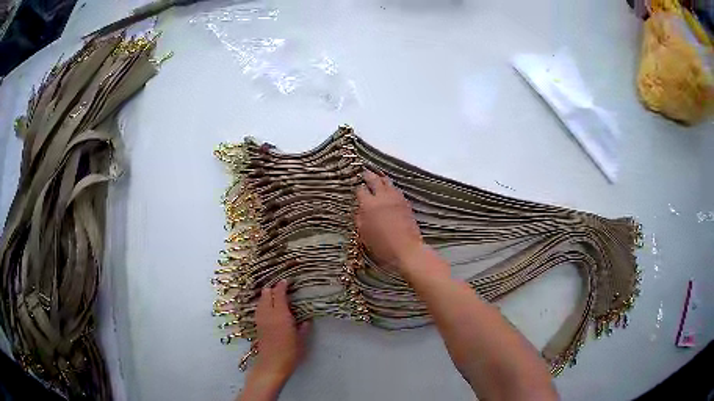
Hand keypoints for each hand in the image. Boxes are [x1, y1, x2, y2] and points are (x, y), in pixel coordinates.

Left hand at [242, 281, 310, 398]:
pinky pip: (259, 308)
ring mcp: (260, 319)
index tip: (288, 281)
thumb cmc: (290, 353)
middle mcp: (268, 314)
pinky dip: (263, 304)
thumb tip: (306, 320)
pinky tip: (269, 308)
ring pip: (261, 300)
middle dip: (273, 288)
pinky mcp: (257, 325)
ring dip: (267, 296)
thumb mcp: (301, 340)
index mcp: (281, 315)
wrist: (272, 364)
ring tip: (275, 297)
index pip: (279, 294)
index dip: (283, 285)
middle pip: (266, 294)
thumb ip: (303, 328)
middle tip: (282, 288)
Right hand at [355, 170, 426, 273]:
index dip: (358, 188)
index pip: (361, 190)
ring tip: (378, 177)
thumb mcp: (364, 234)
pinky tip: (390, 189)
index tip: (356, 187)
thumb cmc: (382, 245)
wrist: (406, 249)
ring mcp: (396, 198)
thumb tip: (359, 210)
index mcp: (369, 205)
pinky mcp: (406, 203)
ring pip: (388, 182)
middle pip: (375, 180)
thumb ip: (360, 219)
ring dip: (381, 179)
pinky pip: (396, 190)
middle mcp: (382, 198)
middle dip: (368, 175)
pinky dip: (391, 187)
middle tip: (365, 172)